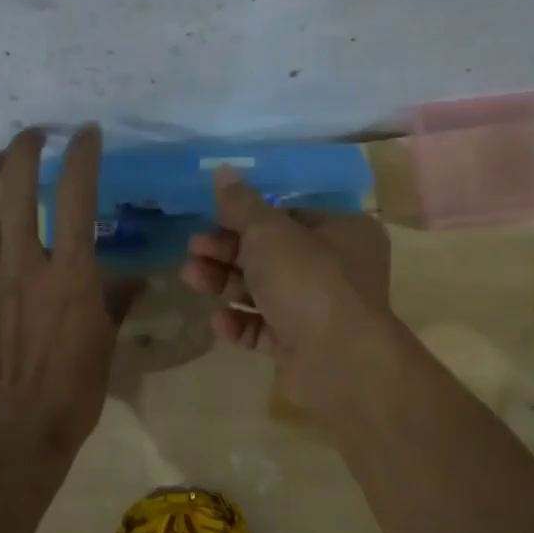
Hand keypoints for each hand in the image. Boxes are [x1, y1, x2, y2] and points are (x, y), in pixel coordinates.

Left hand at [0, 126, 124, 470]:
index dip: (82, 155)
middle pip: (15, 187)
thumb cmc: (72, 392)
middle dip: (24, 148)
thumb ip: (116, 301)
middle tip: (32, 136)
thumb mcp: (105, 343)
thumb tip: (136, 279)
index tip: (86, 133)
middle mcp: (24, 265)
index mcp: (70, 275)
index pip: (77, 196)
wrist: (13, 435)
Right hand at [179, 170, 392, 408]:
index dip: (248, 217)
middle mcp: (337, 269)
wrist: (339, 361)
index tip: (212, 219)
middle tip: (194, 249)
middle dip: (228, 251)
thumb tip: (222, 171)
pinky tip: (218, 321)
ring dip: (226, 283)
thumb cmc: (308, 280)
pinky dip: (241, 323)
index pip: (289, 216)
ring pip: (265, 291)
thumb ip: (241, 204)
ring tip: (190, 277)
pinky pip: (266, 328)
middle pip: (273, 254)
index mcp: (342, 231)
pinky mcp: (304, 346)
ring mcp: (321, 310)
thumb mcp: (269, 232)